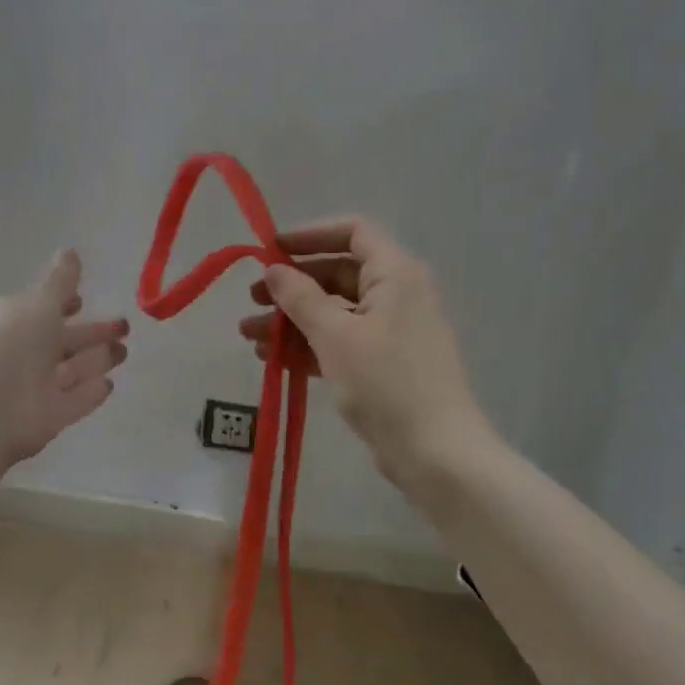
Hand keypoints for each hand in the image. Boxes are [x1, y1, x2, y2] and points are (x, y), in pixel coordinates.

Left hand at [0, 250, 128, 465]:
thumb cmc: (11, 342)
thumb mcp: (40, 302)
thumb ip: (60, 281)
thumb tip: (70, 251)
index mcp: (11, 320)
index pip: (41, 309)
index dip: (63, 304)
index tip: (84, 300)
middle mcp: (21, 353)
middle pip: (62, 341)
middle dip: (92, 333)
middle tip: (124, 326)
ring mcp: (33, 388)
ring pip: (71, 370)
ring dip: (97, 360)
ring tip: (125, 351)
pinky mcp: (47, 418)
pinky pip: (74, 401)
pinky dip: (90, 392)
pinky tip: (109, 384)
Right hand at [239, 218, 487, 487]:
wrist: (436, 453)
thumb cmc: (386, 383)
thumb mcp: (335, 335)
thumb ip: (300, 297)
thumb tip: (273, 270)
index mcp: (395, 273)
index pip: (353, 232)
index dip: (310, 235)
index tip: (271, 249)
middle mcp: (398, 293)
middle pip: (338, 273)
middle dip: (292, 285)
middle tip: (252, 299)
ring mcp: (392, 330)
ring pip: (335, 311)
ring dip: (293, 320)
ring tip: (249, 335)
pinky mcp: (385, 363)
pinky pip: (342, 341)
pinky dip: (309, 345)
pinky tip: (273, 358)